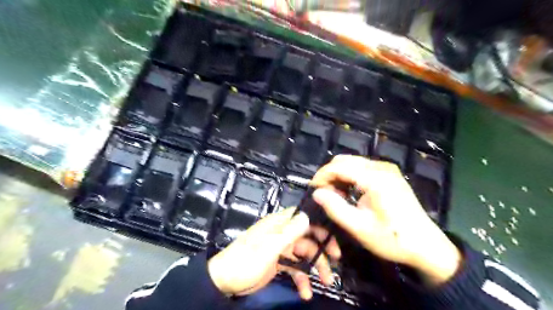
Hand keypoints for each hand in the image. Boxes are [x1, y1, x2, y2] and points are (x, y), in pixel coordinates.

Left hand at [206, 208, 338, 298]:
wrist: (225, 281)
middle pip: (308, 236)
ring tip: (327, 282)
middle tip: (336, 260)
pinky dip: (302, 279)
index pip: (303, 217)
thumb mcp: (269, 247)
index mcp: (279, 224)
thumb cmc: (247, 260)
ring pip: (304, 254)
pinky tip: (306, 293)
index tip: (333, 235)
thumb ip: (289, 232)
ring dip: (315, 267)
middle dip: (322, 248)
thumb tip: (307, 216)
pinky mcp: (278, 262)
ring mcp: (281, 248)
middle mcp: (282, 233)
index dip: (318, 223)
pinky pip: (295, 268)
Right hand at [311, 157, 463, 284]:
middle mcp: (381, 167)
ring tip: (336, 197)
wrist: (427, 246)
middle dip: (329, 175)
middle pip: (344, 161)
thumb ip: (335, 208)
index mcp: (375, 178)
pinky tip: (350, 193)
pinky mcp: (389, 174)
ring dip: (339, 176)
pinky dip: (350, 177)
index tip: (312, 191)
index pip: (338, 166)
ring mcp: (387, 169)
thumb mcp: (360, 228)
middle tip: (324, 196)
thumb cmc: (393, 239)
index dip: (321, 176)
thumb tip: (316, 193)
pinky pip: (362, 168)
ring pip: (352, 163)